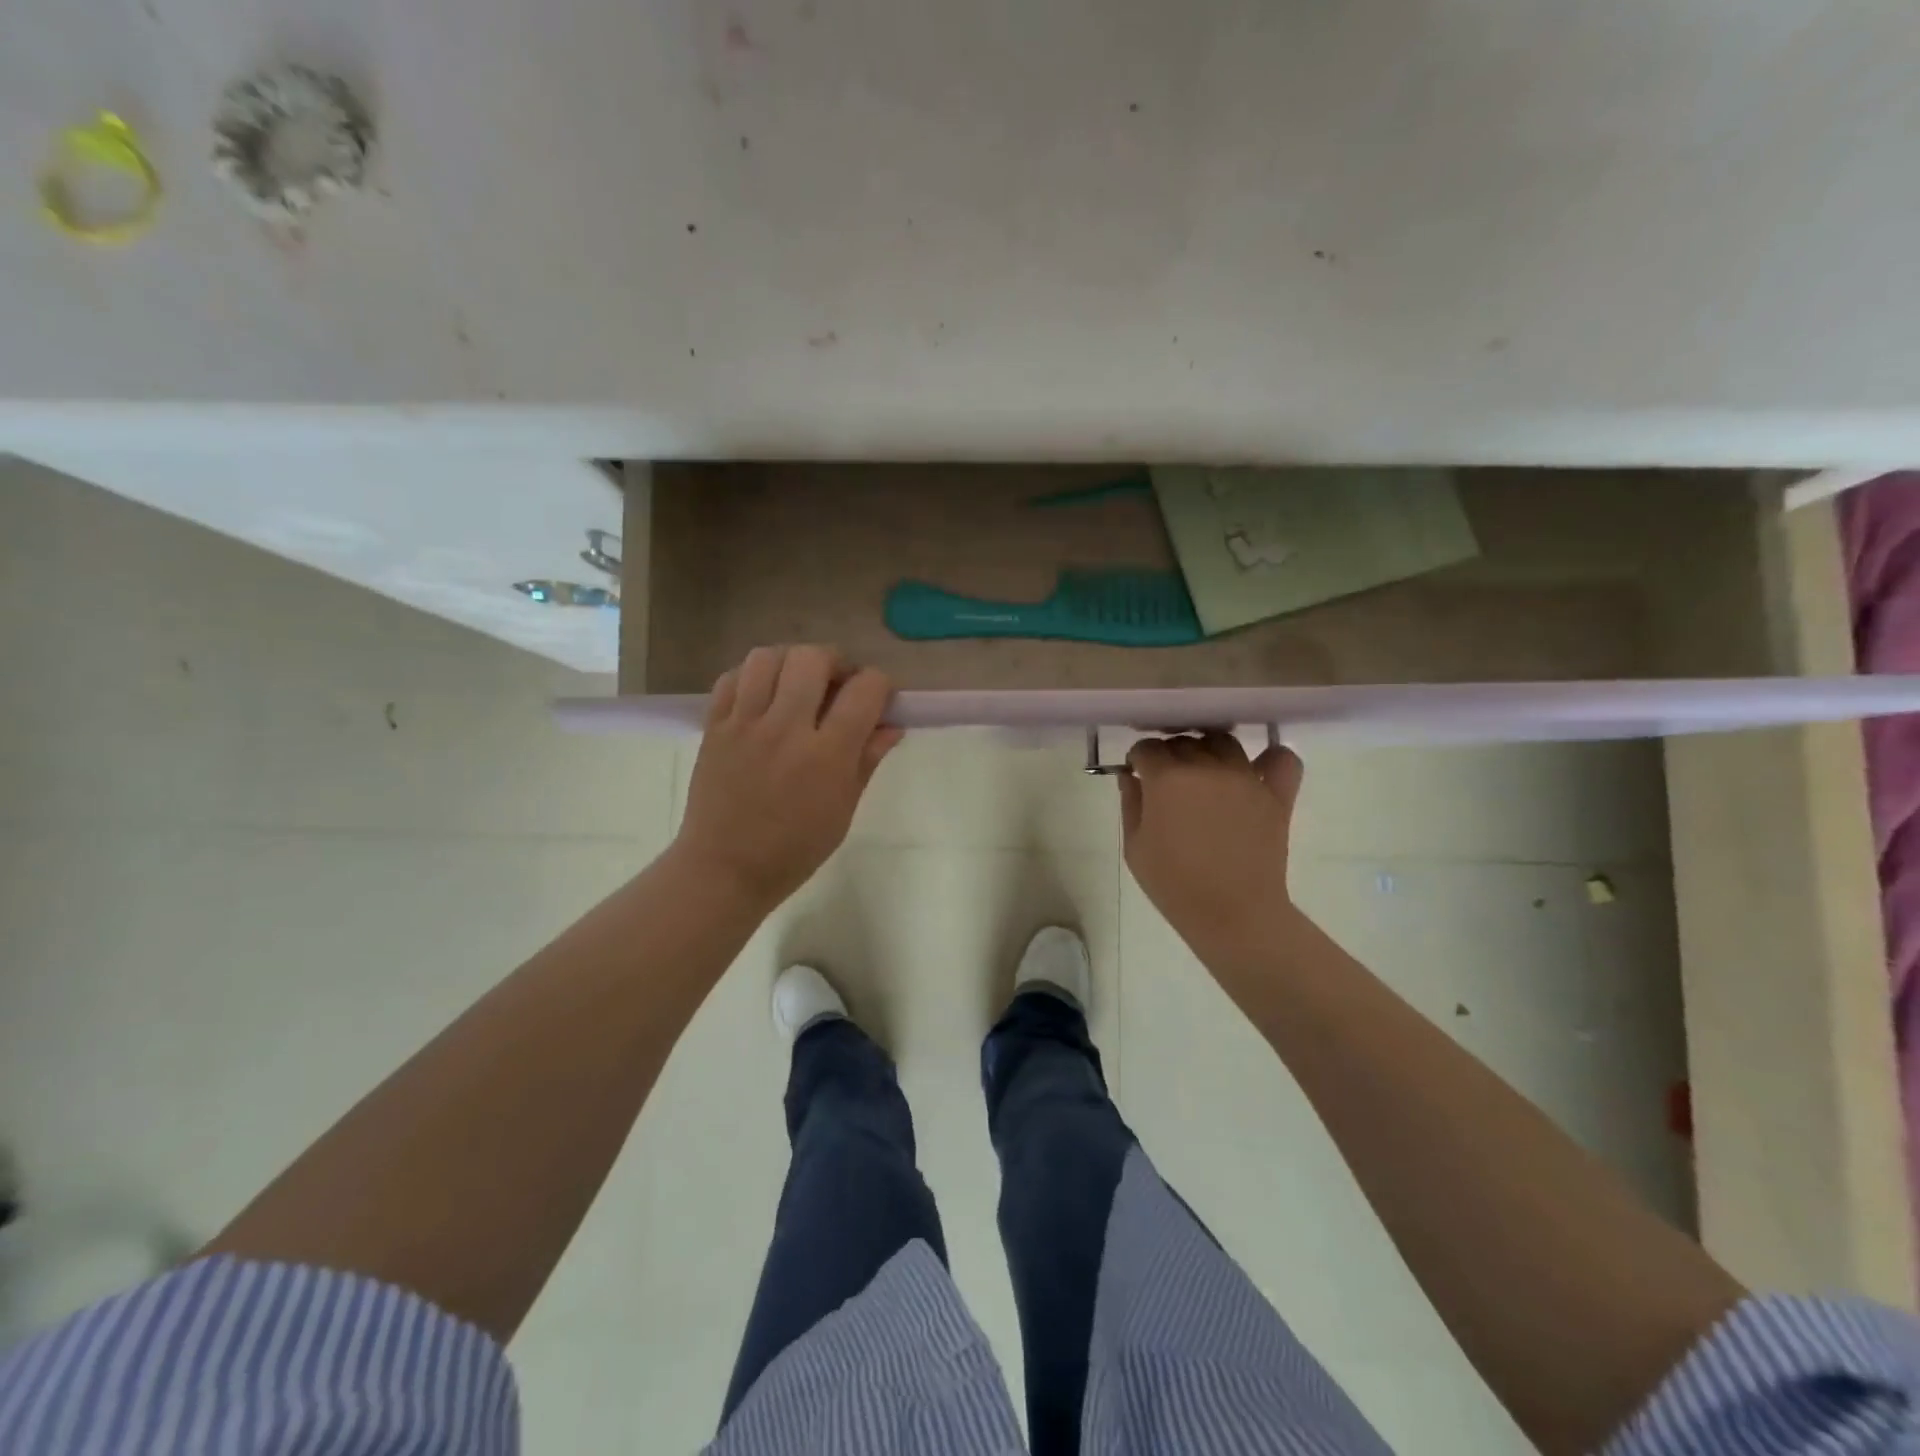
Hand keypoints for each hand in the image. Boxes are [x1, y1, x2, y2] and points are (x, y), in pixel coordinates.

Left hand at [673, 645, 902, 909]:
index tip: (878, 698)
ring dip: (791, 662)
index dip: (880, 684)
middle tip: (836, 685)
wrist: (725, 869)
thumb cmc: (795, 849)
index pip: (865, 689)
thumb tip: (892, 725)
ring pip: (768, 657)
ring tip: (797, 684)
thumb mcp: (843, 810)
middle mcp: (786, 729)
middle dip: (835, 662)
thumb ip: (868, 760)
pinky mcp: (714, 727)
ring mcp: (745, 724)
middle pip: (813, 658)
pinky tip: (763, 696)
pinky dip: (752, 676)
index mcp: (827, 755)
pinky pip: (731, 677)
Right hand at [1120, 732, 1304, 957]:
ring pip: (1224, 741)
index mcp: (1166, 778)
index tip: (1138, 774)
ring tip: (1206, 772)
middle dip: (1170, 754)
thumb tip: (1131, 775)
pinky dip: (1271, 758)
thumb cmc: (1174, 884)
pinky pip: (1282, 759)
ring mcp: (1245, 777)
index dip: (1139, 759)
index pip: (1147, 748)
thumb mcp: (1135, 847)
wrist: (1232, 914)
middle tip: (1168, 779)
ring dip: (1209, 749)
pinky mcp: (1276, 794)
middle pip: (1184, 741)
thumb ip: (1131, 803)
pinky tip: (1256, 770)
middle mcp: (1206, 766)